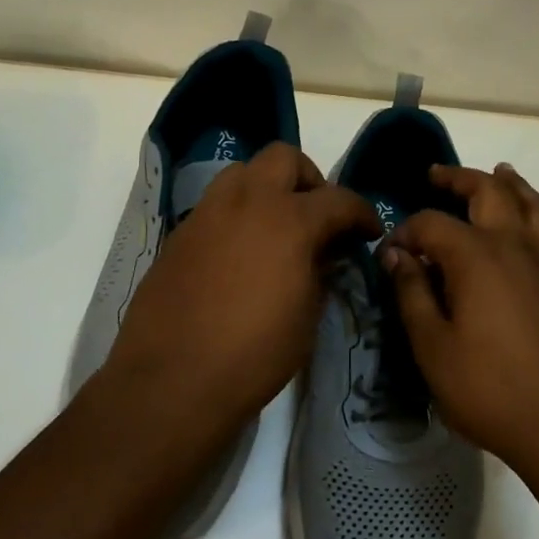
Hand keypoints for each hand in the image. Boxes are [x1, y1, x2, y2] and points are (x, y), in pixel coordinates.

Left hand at [105, 143, 379, 434]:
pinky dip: (236, 215)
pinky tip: (240, 253)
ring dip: (266, 188)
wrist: (170, 380)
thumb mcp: (306, 316)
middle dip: (309, 179)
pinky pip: (215, 205)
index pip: (338, 199)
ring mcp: (207, 213)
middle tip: (317, 214)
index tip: (368, 231)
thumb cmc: (253, 354)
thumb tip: (323, 253)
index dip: (361, 212)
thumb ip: (319, 272)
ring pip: (242, 172)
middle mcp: (247, 202)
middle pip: (283, 158)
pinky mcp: (179, 234)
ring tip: (275, 227)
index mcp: (289, 220)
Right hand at [383, 163, 538, 482]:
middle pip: (490, 192)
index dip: (405, 232)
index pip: (432, 223)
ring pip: (534, 206)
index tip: (388, 254)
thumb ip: (412, 293)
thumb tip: (396, 255)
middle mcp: (514, 246)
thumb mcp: (431, 345)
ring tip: (500, 173)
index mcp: (475, 256)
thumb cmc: (487, 387)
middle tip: (437, 175)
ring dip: (514, 185)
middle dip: (461, 178)